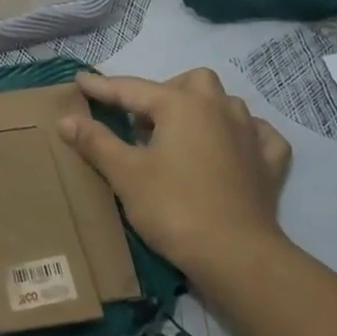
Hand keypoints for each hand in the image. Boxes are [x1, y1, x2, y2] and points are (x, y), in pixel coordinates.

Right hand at [58, 69, 292, 282]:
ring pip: (226, 104)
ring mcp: (251, 133)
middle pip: (191, 83)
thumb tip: (66, 119)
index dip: (103, 87)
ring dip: (203, 110)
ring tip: (181, 135)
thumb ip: (96, 142)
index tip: (81, 80)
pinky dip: (244, 136)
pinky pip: (258, 135)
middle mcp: (220, 108)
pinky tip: (232, 149)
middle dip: (165, 93)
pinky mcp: (270, 163)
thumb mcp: (126, 174)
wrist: (236, 255)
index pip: (133, 89)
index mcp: (182, 105)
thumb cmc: (174, 208)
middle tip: (142, 121)